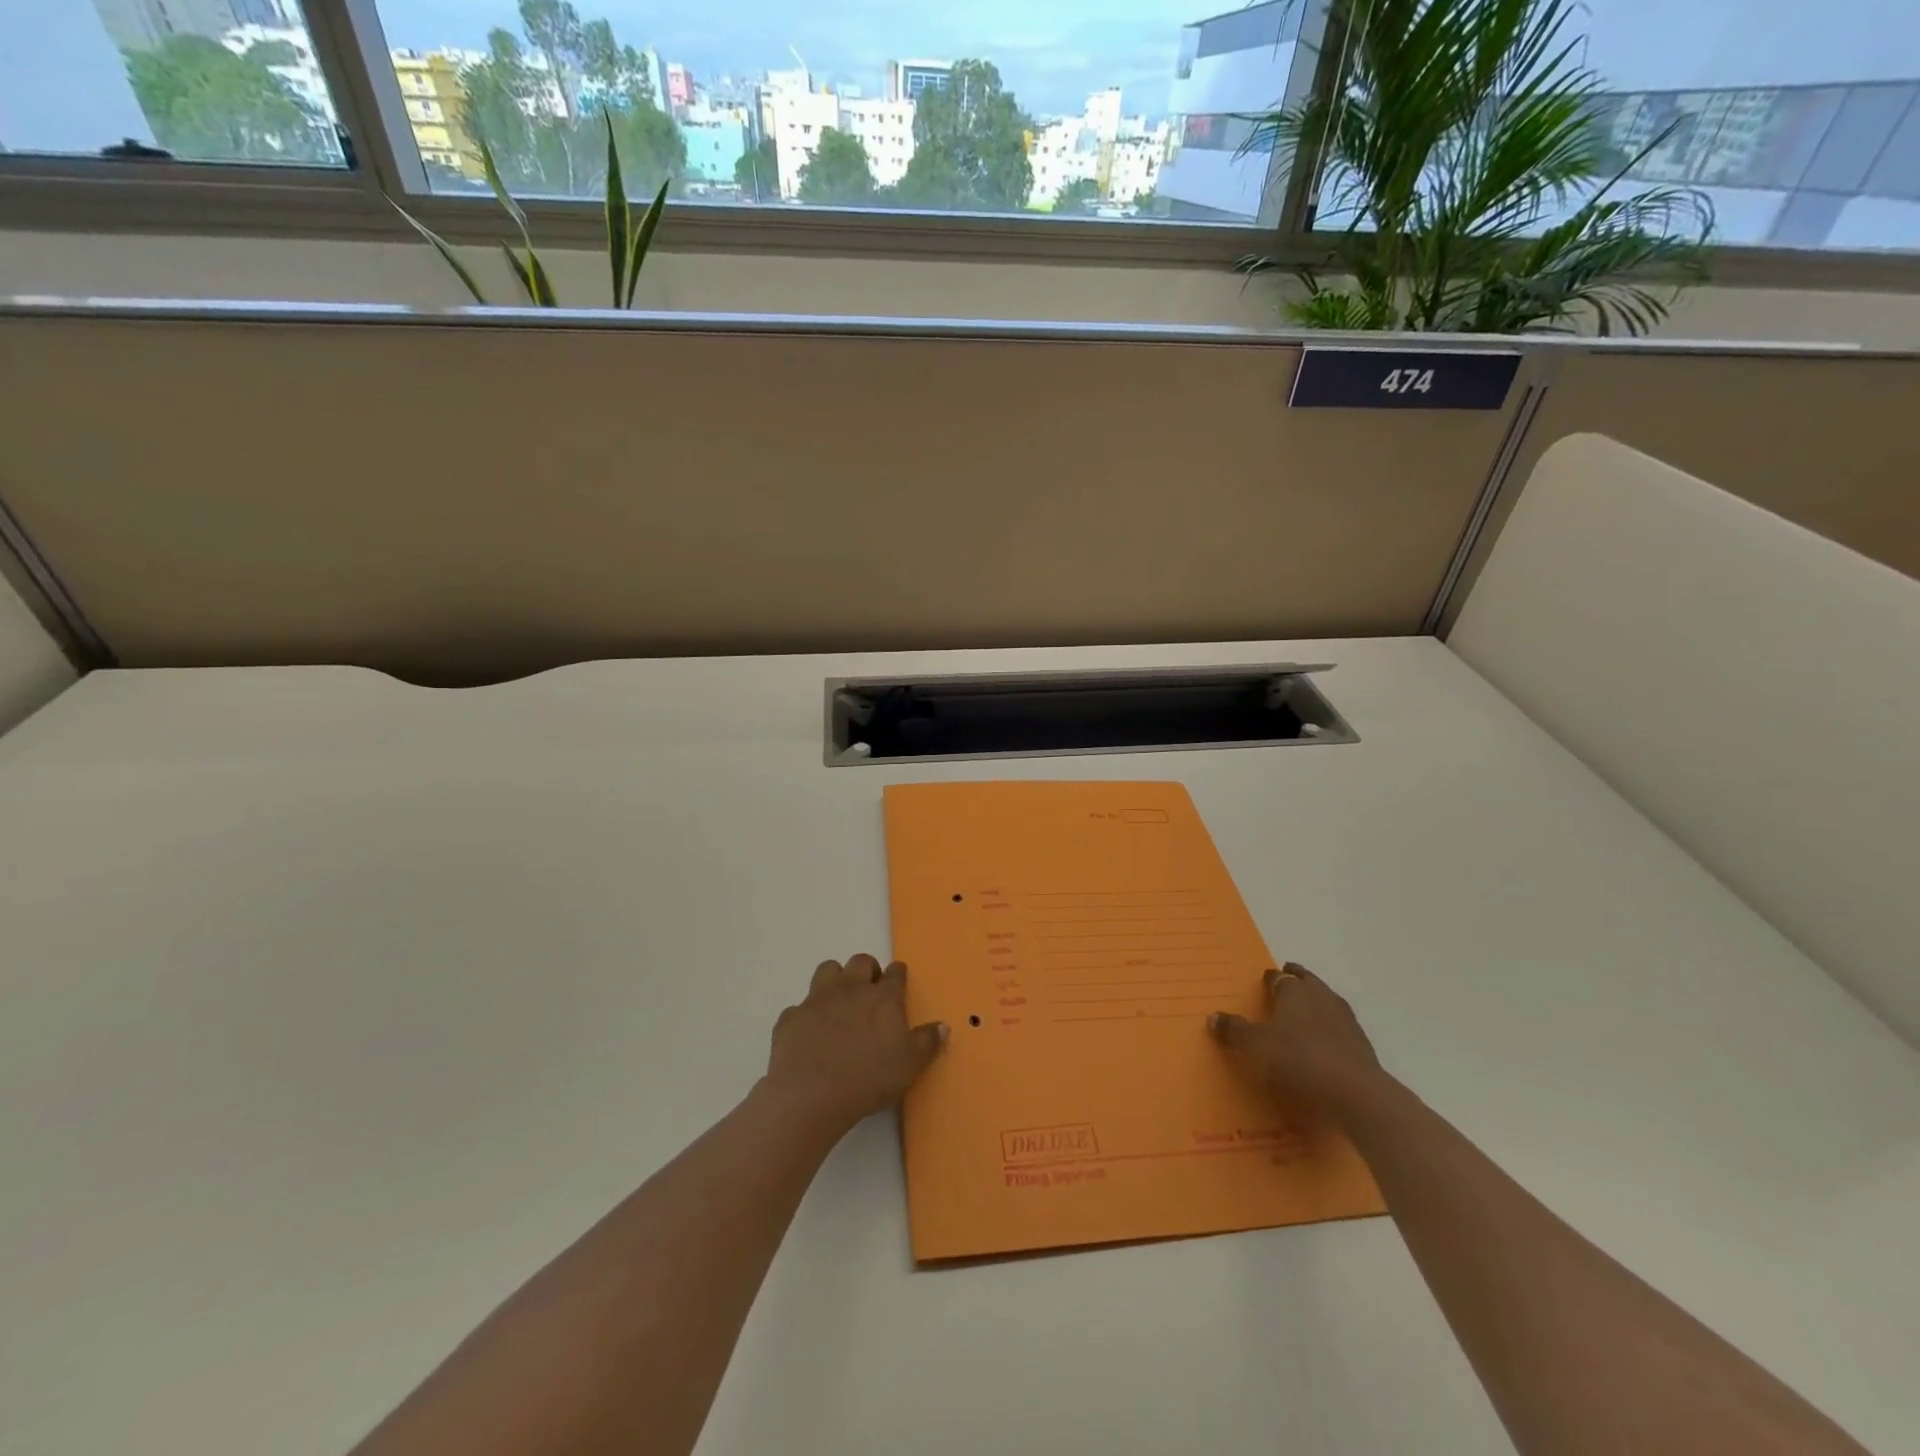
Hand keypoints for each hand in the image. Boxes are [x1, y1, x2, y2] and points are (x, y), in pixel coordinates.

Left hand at [763, 955, 947, 1135]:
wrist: (811, 1094)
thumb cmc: (868, 1078)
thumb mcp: (909, 1064)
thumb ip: (927, 1042)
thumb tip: (943, 1026)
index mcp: (882, 998)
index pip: (895, 973)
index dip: (898, 975)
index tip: (899, 981)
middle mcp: (851, 989)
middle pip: (861, 962)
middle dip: (868, 970)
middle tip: (871, 992)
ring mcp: (817, 999)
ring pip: (828, 969)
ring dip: (835, 979)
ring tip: (839, 1002)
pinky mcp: (791, 1017)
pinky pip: (799, 1007)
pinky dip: (806, 1016)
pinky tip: (810, 1034)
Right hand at [1209, 963, 1385, 1121]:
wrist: (1355, 1095)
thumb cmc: (1297, 1060)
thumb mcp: (1254, 1046)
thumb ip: (1234, 1030)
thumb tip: (1214, 1016)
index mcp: (1294, 992)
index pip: (1279, 978)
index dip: (1270, 978)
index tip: (1265, 979)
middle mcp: (1321, 998)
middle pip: (1308, 982)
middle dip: (1298, 980)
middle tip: (1288, 979)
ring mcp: (1346, 1021)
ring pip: (1328, 1003)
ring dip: (1317, 1004)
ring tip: (1306, 1011)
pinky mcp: (1362, 1047)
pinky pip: (1340, 1029)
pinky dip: (1330, 1030)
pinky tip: (1324, 1043)